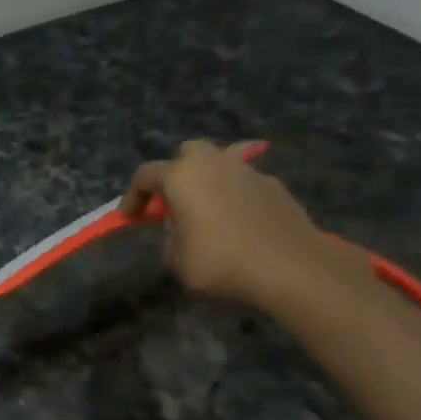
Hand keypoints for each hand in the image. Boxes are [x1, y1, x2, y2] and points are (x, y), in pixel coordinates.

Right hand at [121, 139, 344, 312]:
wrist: (291, 268)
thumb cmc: (220, 262)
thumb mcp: (176, 259)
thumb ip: (172, 236)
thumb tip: (181, 226)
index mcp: (183, 177)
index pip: (146, 175)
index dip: (133, 196)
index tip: (129, 217)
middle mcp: (216, 164)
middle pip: (189, 152)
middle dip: (176, 171)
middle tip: (172, 199)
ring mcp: (250, 172)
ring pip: (223, 161)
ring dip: (210, 178)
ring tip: (207, 203)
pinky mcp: (276, 187)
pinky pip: (246, 182)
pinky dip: (235, 194)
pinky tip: (236, 220)